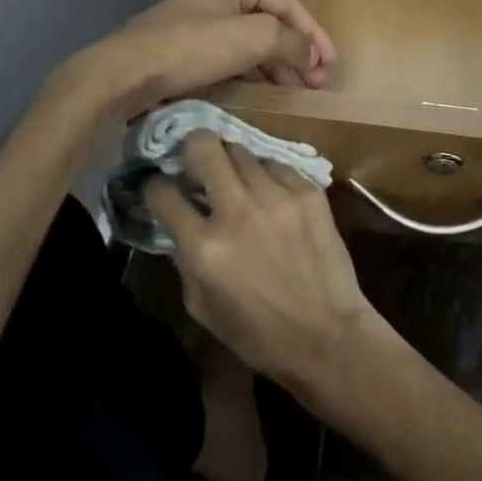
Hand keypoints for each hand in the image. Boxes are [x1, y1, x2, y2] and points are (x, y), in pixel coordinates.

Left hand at [65, 0, 336, 119]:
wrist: (126, 74)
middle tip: (316, 83)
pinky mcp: (189, 50)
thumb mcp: (253, 38)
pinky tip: (266, 93)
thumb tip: (312, 55)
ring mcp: (203, 23)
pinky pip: (234, 58)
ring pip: (253, 43)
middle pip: (272, 23)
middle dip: (298, 52)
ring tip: (297, 92)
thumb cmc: (193, 47)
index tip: (330, 65)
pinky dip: (254, 73)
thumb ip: (292, 41)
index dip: (315, 34)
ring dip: (278, 66)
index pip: (289, 4)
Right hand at [148, 135, 386, 402]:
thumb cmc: (258, 333)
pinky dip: (268, 176)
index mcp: (203, 247)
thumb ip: (185, 259)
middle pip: (205, 147)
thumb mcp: (202, 306)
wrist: (326, 333)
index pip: (163, 194)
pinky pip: (278, 166)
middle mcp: (237, 212)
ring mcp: (276, 196)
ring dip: (233, 163)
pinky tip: (271, 194)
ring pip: (243, 151)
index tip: (161, 186)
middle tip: (198, 162)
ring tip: (237, 178)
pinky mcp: (308, 192)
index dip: (155, 186)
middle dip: (194, 148)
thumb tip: (181, 223)